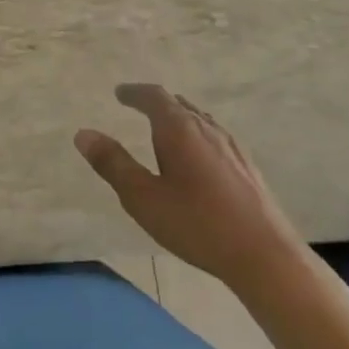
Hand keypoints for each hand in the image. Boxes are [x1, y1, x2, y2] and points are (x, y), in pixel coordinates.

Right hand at [75, 84, 305, 291]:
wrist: (265, 255)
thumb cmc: (196, 223)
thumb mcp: (142, 197)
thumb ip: (112, 163)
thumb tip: (83, 134)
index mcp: (179, 129)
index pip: (154, 97)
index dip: (134, 92)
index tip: (120, 93)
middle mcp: (207, 130)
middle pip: (179, 105)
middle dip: (156, 103)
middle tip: (137, 106)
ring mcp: (232, 148)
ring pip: (200, 121)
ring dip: (178, 118)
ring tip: (164, 129)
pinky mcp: (247, 168)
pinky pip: (214, 138)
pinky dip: (196, 136)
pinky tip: (197, 159)